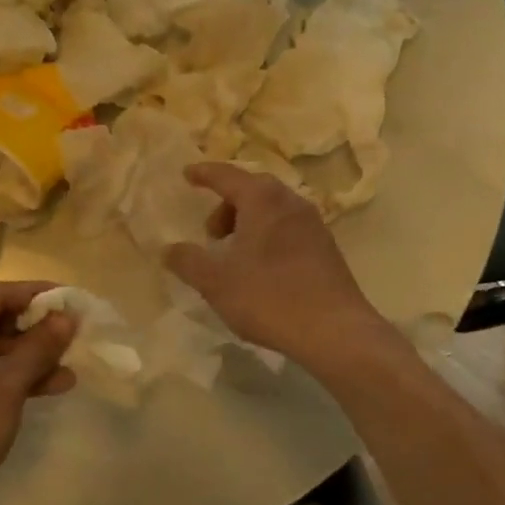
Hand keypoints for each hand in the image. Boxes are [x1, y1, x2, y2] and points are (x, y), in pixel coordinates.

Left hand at [0, 281, 76, 504]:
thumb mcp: (4, 388)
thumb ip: (37, 348)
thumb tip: (67, 317)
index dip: (37, 296)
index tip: (75, 302)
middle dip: (35, 330)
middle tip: (76, 337)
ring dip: (28, 358)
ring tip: (71, 369)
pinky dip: (10, 378)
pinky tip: (48, 388)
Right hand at [164, 163, 383, 369]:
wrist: (335, 331)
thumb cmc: (269, 297)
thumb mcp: (216, 282)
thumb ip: (187, 261)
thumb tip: (169, 250)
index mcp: (262, 199)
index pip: (226, 175)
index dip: (204, 173)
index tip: (187, 174)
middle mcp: (290, 202)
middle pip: (252, 189)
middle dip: (226, 204)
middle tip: (210, 233)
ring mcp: (313, 224)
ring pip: (272, 209)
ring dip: (248, 222)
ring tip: (234, 255)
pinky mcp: (326, 247)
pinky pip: (288, 227)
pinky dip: (268, 235)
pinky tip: (260, 268)